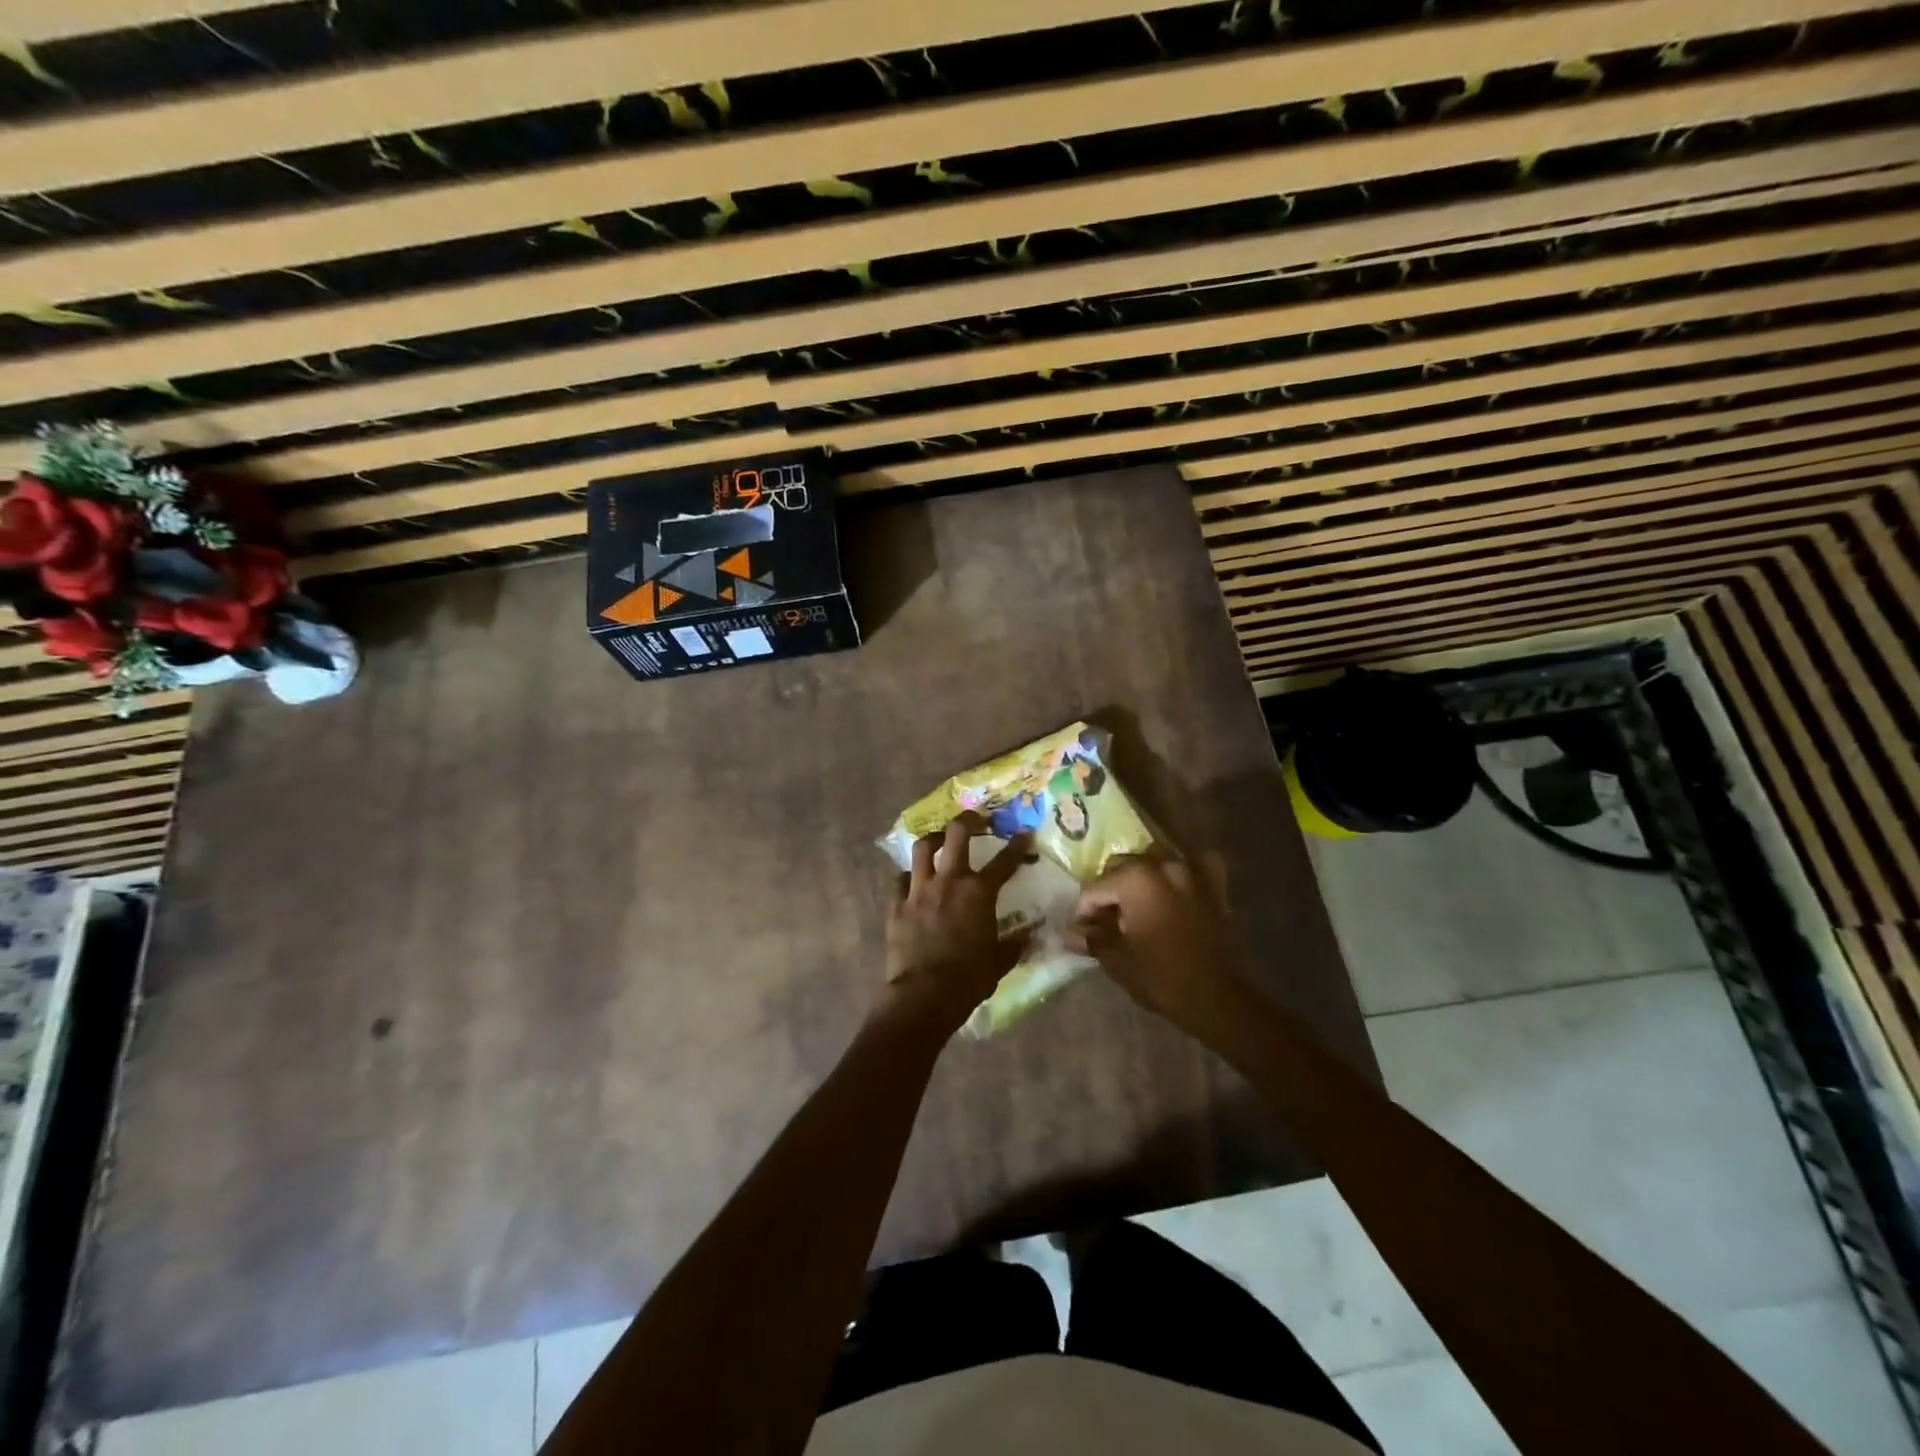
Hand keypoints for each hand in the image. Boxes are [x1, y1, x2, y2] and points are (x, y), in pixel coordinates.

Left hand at [885, 816, 1033, 1032]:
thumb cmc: (969, 979)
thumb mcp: (1000, 962)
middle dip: (968, 820)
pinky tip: (913, 881)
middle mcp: (949, 881)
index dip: (1018, 846)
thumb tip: (1032, 935)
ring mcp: (919, 890)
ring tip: (940, 840)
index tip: (1024, 834)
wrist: (924, 995)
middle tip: (976, 820)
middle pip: (957, 834)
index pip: (1005, 861)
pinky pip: (900, 879)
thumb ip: (1016, 944)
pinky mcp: (896, 904)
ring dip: (934, 840)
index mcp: (979, 893)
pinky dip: (909, 876)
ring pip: (923, 848)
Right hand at [1068, 854, 1241, 1034]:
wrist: (1217, 997)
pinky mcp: (1215, 885)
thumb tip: (1069, 933)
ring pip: (1155, 861)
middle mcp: (1162, 865)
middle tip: (1106, 920)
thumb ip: (1092, 938)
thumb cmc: (1161, 977)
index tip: (1082, 930)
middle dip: (1110, 891)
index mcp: (1135, 879)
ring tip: (1136, 905)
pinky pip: (1196, 864)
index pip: (1095, 888)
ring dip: (1142, 878)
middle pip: (1123, 869)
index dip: (1084, 911)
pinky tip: (1177, 884)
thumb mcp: (1117, 960)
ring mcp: (1192, 871)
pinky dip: (1185, 869)